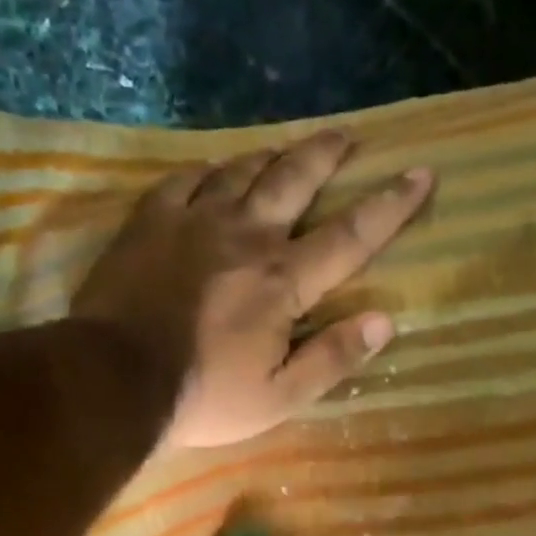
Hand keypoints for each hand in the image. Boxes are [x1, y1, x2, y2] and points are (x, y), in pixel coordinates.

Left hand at [70, 130, 433, 449]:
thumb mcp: (279, 398)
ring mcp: (194, 221)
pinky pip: (186, 179)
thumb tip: (385, 321)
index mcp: (284, 281)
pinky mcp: (150, 221)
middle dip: (328, 155)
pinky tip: (214, 173)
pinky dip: (209, 172)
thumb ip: (332, 358)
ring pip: (242, 170)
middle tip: (348, 137)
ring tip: (287, 152)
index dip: (392, 205)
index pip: (351, 235)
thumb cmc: (204, 398)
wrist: (114, 380)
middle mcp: (246, 236)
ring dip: (272, 158)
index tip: (421, 173)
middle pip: (296, 180)